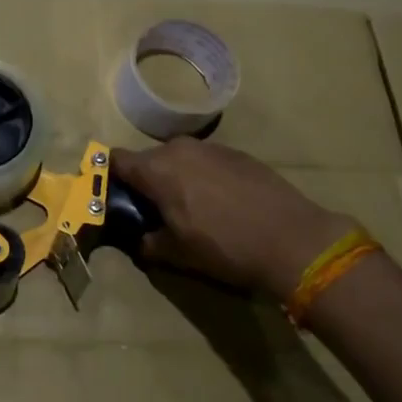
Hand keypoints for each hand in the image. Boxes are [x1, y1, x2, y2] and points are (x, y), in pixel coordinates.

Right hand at [111, 138, 354, 291]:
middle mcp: (179, 149)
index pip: (116, 160)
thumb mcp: (176, 253)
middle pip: (148, 160)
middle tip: (153, 211)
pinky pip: (206, 162)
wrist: (293, 239)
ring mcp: (211, 148)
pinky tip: (220, 203)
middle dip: (145, 181)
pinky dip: (203, 177)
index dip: (109, 178)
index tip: (113, 198)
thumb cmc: (224, 246)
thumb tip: (139, 238)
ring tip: (190, 208)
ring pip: (178, 159)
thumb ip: (148, 242)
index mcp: (156, 169)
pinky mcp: (238, 154)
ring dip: (175, 178)